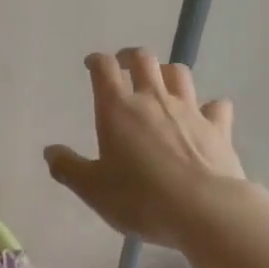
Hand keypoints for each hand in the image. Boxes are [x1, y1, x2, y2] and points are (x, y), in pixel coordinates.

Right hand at [44, 48, 243, 248]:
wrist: (205, 210)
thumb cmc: (140, 198)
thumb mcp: (93, 190)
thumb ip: (68, 168)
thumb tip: (50, 151)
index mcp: (118, 109)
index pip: (104, 68)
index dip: (96, 61)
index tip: (92, 64)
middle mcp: (153, 99)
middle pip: (143, 59)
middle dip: (131, 57)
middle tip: (124, 66)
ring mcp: (189, 110)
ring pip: (179, 73)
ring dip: (167, 72)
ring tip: (161, 83)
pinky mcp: (218, 127)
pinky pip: (216, 105)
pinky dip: (210, 106)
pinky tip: (207, 114)